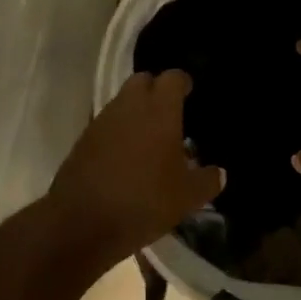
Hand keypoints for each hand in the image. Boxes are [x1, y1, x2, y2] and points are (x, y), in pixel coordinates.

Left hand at [49, 71, 225, 262]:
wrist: (81, 222)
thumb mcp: (186, 197)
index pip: (173, 78)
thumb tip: (219, 173)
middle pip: (143, 81)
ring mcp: (102, 120)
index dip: (183, 83)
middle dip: (156, 90)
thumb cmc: (144, 201)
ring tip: (150, 139)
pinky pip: (107, 124)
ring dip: (136, 112)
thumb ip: (207, 180)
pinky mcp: (83, 139)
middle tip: (170, 114)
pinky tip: (127, 157)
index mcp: (159, 109)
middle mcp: (129, 105)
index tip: (190, 94)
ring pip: (122, 102)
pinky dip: (119, 131)